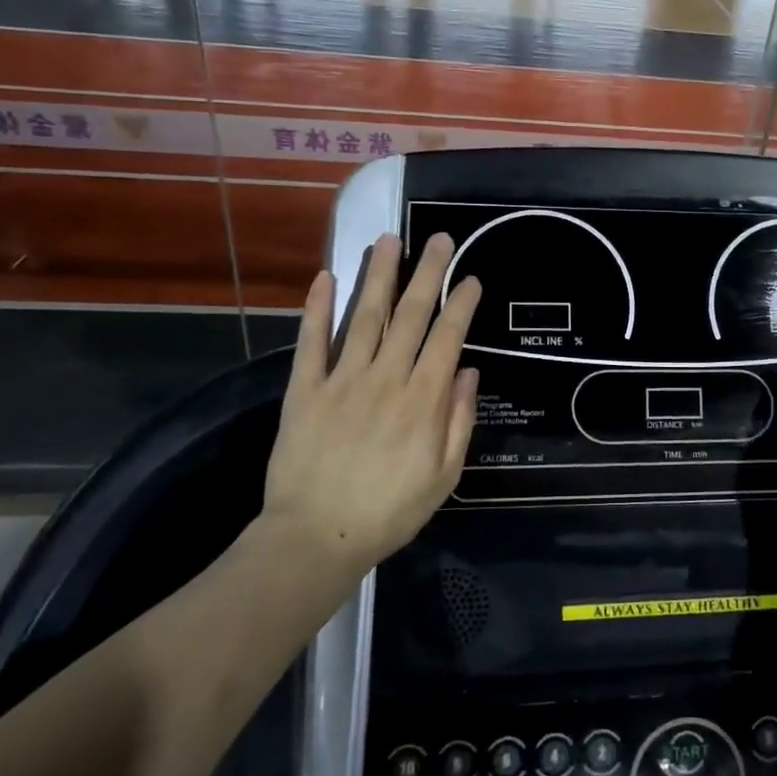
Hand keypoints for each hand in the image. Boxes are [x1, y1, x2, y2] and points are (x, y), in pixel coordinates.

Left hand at [256, 232, 480, 572]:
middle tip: (437, 238)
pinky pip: (311, 342)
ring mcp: (342, 380)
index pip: (447, 337)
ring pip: (365, 317)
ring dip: (378, 275)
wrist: (317, 537)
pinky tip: (325, 277)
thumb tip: (467, 371)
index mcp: (423, 400)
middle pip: (410, 315)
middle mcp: (386, 378)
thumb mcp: (444, 476)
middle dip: (427, 273)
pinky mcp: (305, 390)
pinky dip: (318, 308)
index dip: (461, 304)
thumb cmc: (390, 511)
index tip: (470, 277)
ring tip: (387, 240)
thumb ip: (458, 420)